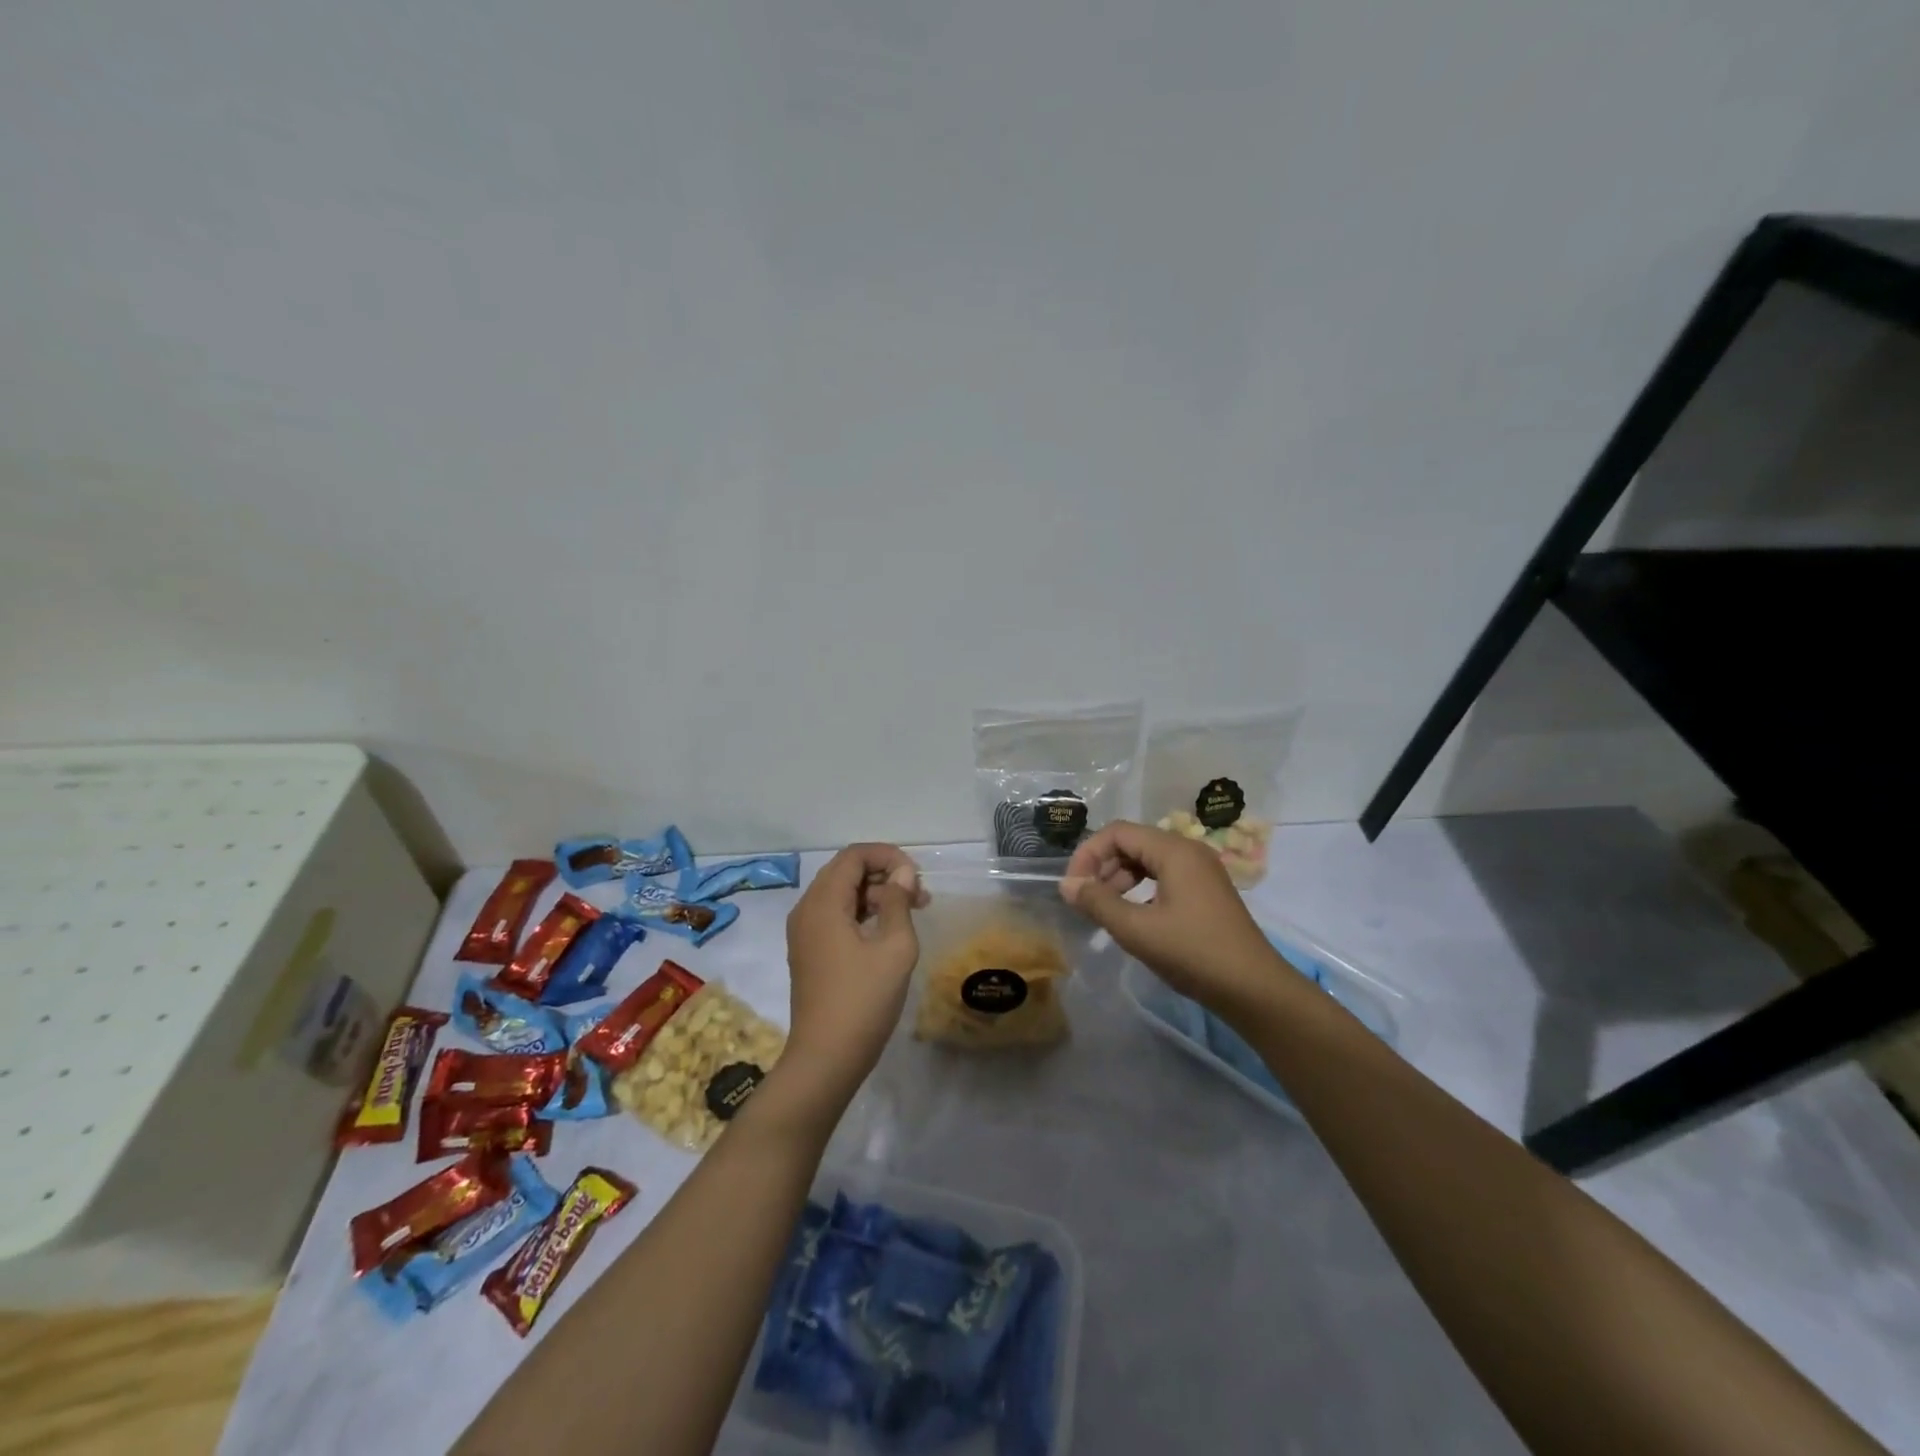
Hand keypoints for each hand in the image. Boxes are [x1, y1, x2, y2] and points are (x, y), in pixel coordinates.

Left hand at [780, 844, 926, 1102]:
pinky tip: (888, 931)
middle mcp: (806, 910)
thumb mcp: (894, 947)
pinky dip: (861, 913)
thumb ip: (898, 902)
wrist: (825, 1059)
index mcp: (823, 903)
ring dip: (875, 894)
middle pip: (845, 871)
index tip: (916, 876)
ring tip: (912, 911)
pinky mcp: (809, 952)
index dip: (888, 856)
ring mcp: (804, 933)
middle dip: (884, 874)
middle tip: (919, 894)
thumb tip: (902, 874)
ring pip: (840, 894)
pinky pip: (834, 916)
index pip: (854, 856)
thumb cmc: (863, 1000)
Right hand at [1059, 820, 1286, 1011]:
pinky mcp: (1206, 891)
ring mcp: (1201, 871)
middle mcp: (1188, 851)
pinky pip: (1164, 877)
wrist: (1254, 989)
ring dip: (1120, 879)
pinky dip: (1141, 889)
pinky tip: (1134, 917)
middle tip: (1087, 901)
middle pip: (1132, 843)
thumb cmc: (1194, 953)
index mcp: (1174, 851)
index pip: (1117, 833)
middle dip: (1103, 867)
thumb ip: (1098, 903)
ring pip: (1147, 861)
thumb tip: (1067, 884)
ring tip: (1106, 910)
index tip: (1073, 887)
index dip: (1088, 854)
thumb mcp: (1137, 930)